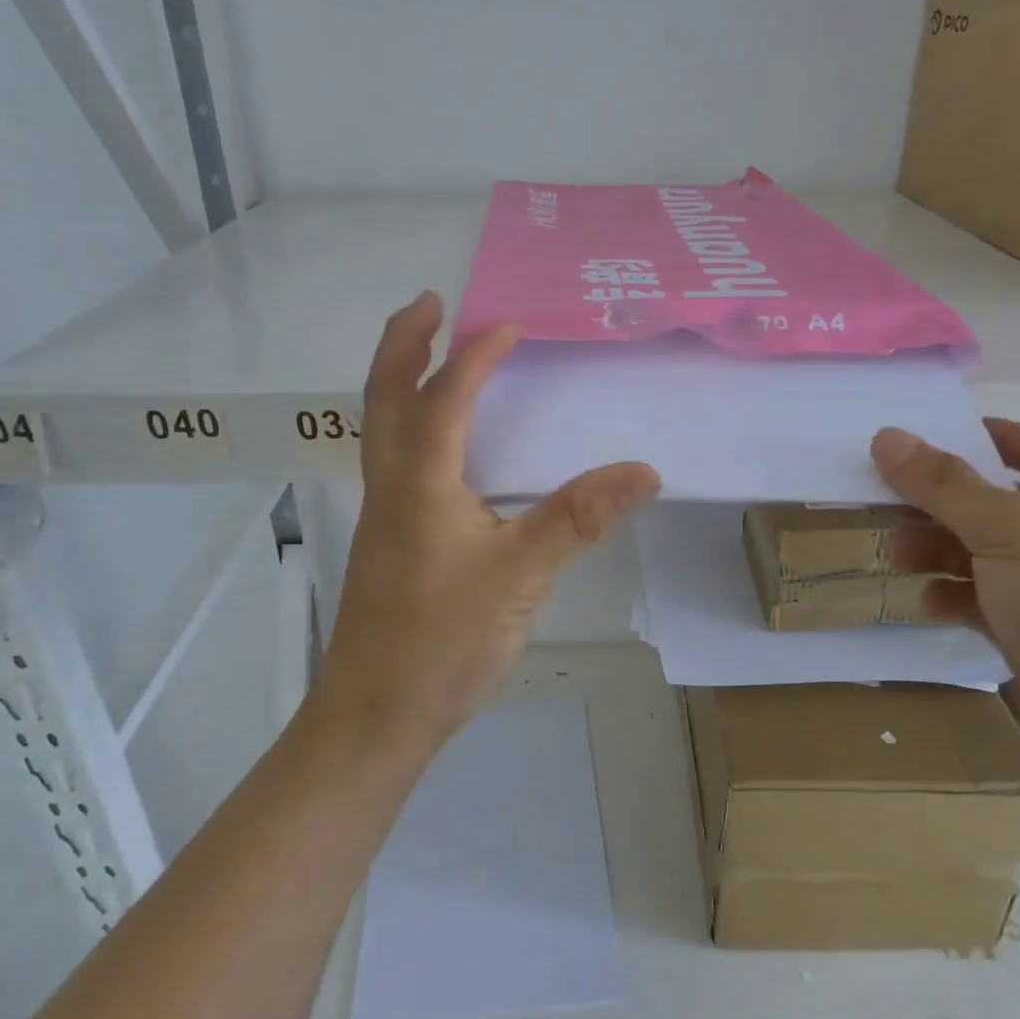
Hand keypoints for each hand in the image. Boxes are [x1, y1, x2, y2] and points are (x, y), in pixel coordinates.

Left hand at [316, 293, 661, 756]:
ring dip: (399, 378)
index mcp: (419, 482)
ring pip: (379, 425)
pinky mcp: (387, 538)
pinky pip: (392, 457)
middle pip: (383, 394)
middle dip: (403, 341)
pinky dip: (408, 421)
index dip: (478, 355)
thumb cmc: (443, 641)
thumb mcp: (521, 577)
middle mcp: (391, 484)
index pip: (446, 397)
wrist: (375, 715)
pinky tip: (440, 443)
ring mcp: (382, 513)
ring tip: (430, 351)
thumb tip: (644, 471)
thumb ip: (579, 518)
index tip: (511, 324)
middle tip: (430, 303)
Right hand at [872, 419, 1019, 805]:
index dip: (979, 437)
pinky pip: (985, 602)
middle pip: (992, 501)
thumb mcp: (1008, 531)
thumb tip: (886, 435)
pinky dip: (954, 598)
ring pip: (981, 553)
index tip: (919, 440)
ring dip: (936, 551)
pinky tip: (932, 607)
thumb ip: (943, 484)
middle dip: (937, 504)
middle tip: (885, 507)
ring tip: (897, 559)